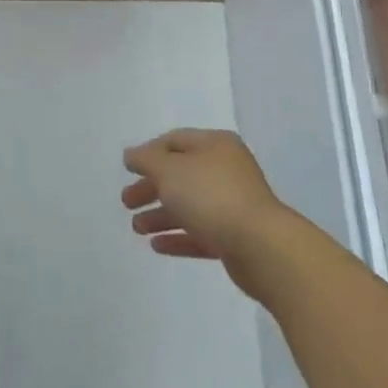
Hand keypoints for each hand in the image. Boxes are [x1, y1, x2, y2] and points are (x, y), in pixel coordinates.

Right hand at [121, 129, 289, 286]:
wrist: (261, 247)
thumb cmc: (211, 196)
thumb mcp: (169, 170)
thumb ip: (146, 159)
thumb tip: (132, 154)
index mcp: (215, 145)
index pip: (175, 141)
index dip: (148, 152)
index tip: (127, 170)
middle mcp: (226, 170)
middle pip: (180, 175)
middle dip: (151, 188)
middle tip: (126, 202)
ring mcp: (233, 204)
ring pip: (189, 205)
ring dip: (160, 215)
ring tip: (137, 229)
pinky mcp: (235, 237)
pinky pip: (200, 232)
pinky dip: (178, 236)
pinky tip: (156, 246)